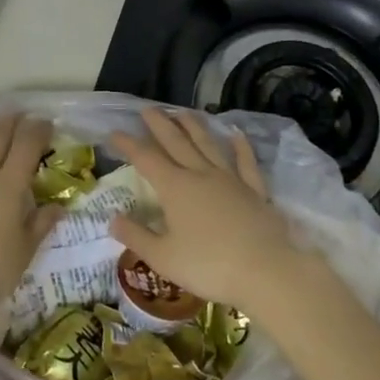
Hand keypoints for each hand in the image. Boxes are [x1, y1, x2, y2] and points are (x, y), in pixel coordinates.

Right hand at [108, 108, 304, 312]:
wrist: (266, 271)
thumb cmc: (209, 266)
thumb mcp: (163, 258)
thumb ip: (136, 237)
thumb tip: (112, 217)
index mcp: (175, 188)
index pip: (145, 159)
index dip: (128, 144)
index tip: (114, 132)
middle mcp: (200, 174)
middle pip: (176, 142)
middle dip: (160, 124)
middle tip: (148, 109)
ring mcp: (230, 179)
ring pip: (208, 145)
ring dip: (194, 127)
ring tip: (183, 112)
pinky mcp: (255, 190)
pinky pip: (246, 162)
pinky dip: (240, 147)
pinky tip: (236, 135)